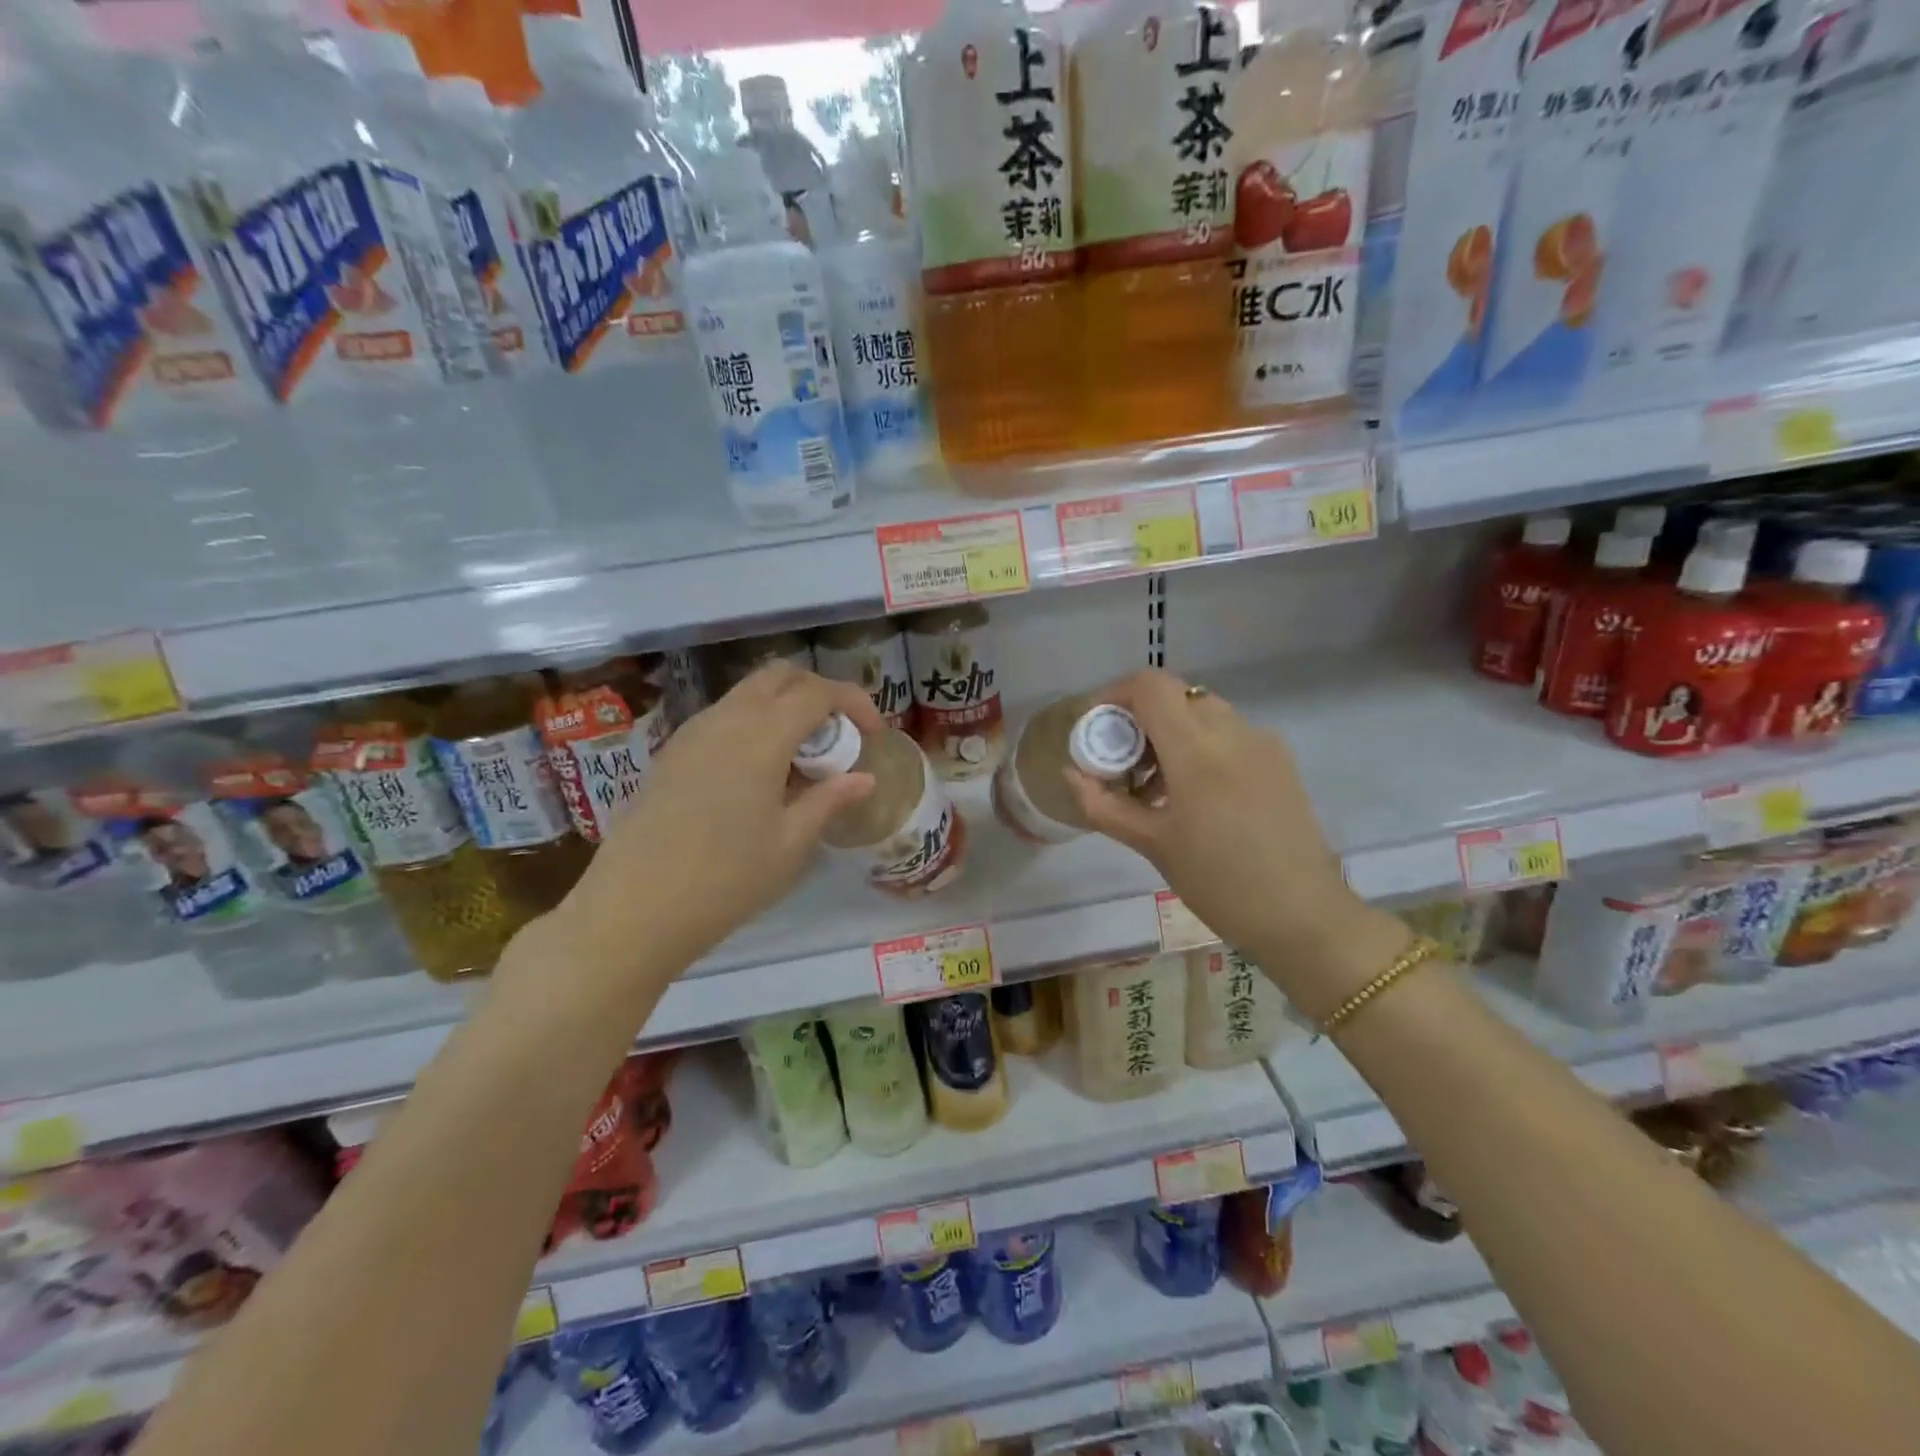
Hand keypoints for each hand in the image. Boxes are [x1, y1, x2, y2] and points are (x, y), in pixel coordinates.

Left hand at [560, 663, 881, 972]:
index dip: (854, 701)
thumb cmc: (725, 880)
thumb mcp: (790, 844)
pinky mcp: (671, 754)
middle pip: (779, 676)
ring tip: (802, 760)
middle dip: (818, 692)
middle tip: (839, 734)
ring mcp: (691, 734)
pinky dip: (754, 726)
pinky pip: (723, 719)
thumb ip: (829, 800)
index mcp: (760, 736)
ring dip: (784, 709)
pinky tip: (761, 775)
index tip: (873, 732)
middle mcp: (724, 720)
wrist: (632, 910)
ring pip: (747, 695)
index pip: (816, 692)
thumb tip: (864, 779)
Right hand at [1066, 669, 1409, 1020]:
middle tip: (1123, 764)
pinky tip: (1193, 795)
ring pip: (1203, 713)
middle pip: (1176, 697)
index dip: (1115, 694)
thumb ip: (1105, 804)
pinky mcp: (1280, 761)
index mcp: (1197, 749)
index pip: (1150, 686)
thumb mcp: (1153, 844)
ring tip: (1155, 787)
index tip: (1098, 727)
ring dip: (1171, 734)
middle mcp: (1233, 732)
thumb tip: (1072, 774)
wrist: (1304, 916)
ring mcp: (1262, 743)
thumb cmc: (1219, 882)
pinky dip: (1201, 746)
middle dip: (1141, 719)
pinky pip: (1230, 734)